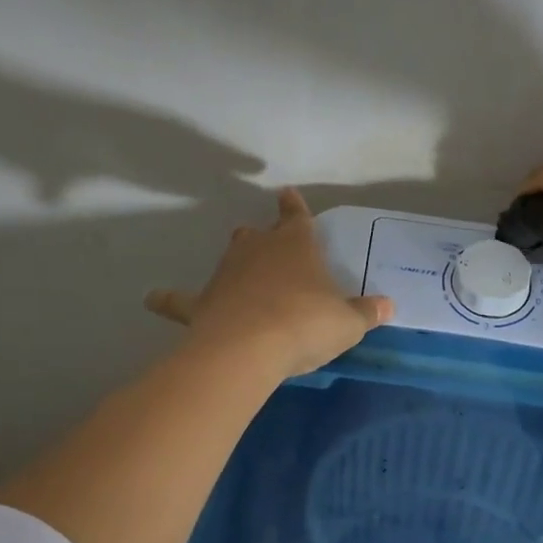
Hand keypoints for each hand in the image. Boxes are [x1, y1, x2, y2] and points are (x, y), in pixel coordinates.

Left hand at [146, 190, 392, 379]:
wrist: (250, 347)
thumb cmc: (306, 324)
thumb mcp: (347, 323)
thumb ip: (367, 313)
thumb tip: (390, 306)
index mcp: (296, 246)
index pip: (296, 216)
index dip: (294, 206)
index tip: (287, 194)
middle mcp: (258, 250)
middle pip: (257, 235)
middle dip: (263, 237)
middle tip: (269, 245)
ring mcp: (226, 274)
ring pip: (229, 259)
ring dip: (235, 263)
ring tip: (239, 272)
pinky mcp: (202, 302)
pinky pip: (181, 300)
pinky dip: (170, 300)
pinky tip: (153, 298)